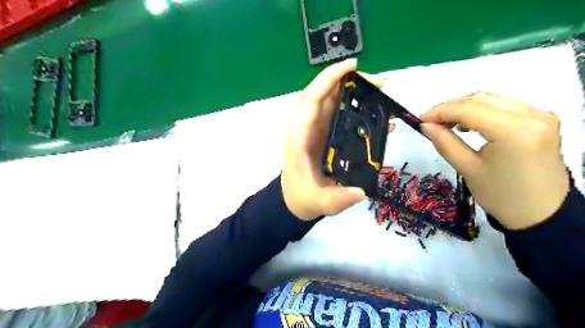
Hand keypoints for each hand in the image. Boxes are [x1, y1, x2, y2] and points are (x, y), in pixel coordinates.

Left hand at [282, 59, 386, 220]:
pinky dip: (356, 111)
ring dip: (355, 93)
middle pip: (326, 95)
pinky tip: (377, 117)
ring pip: (333, 103)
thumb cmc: (301, 197)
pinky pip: (340, 117)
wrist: (295, 200)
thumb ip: (336, 199)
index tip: (352, 66)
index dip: (329, 78)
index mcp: (301, 136)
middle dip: (350, 82)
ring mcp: (317, 131)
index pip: (312, 99)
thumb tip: (360, 192)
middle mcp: (308, 128)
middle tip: (380, 84)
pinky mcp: (326, 136)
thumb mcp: (318, 202)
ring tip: (381, 94)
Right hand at [421, 92, 572, 230]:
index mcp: (514, 131)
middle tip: (430, 123)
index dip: (440, 111)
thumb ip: (445, 143)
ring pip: (491, 100)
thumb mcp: (467, 169)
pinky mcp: (541, 120)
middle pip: (480, 100)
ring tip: (446, 125)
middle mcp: (532, 115)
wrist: (542, 213)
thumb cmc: (501, 196)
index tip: (420, 120)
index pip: (469, 109)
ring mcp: (540, 115)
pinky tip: (468, 125)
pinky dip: (481, 112)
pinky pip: (503, 107)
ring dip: (464, 109)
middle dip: (450, 108)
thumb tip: (425, 125)